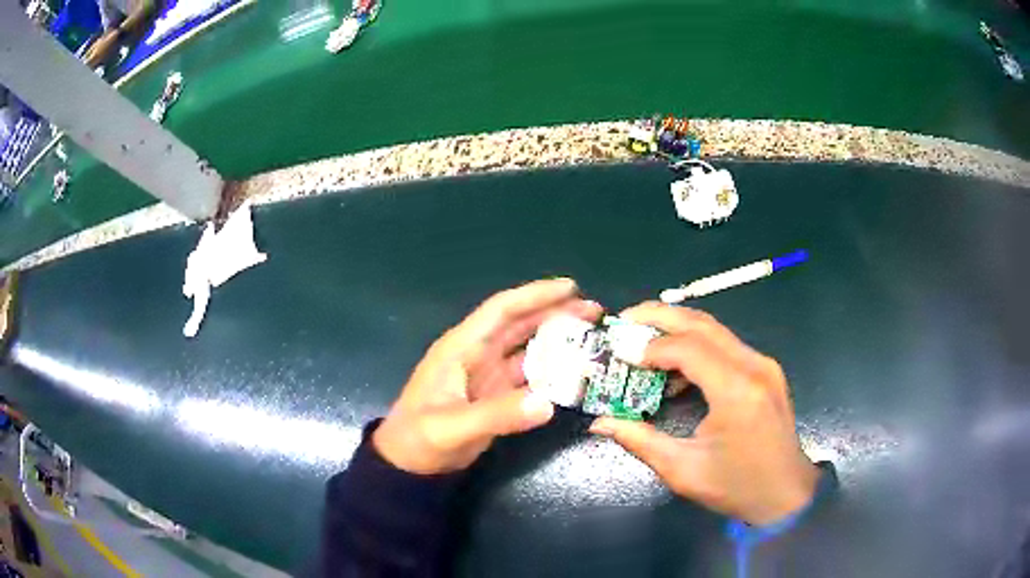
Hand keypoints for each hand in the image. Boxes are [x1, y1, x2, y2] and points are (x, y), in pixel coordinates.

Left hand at [374, 279, 602, 474]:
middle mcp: (477, 355)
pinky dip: (552, 373)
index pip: (501, 311)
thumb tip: (548, 403)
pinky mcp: (496, 397)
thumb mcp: (452, 427)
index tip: (571, 288)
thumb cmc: (419, 439)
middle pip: (520, 325)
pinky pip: (529, 378)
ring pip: (528, 349)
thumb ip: (497, 415)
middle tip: (594, 311)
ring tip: (591, 337)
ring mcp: (488, 377)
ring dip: (557, 341)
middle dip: (555, 313)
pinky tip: (574, 374)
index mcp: (461, 348)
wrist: (408, 466)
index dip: (535, 295)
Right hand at [591, 302, 818, 525]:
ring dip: (678, 327)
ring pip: (715, 329)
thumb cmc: (736, 486)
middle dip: (660, 316)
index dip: (651, 347)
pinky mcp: (765, 370)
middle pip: (702, 324)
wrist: (787, 493)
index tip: (620, 355)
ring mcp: (763, 364)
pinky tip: (676, 365)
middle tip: (625, 319)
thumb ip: (640, 441)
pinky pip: (726, 345)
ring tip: (643, 336)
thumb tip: (600, 422)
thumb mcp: (683, 470)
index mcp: (736, 391)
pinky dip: (696, 345)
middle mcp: (754, 366)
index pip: (689, 348)